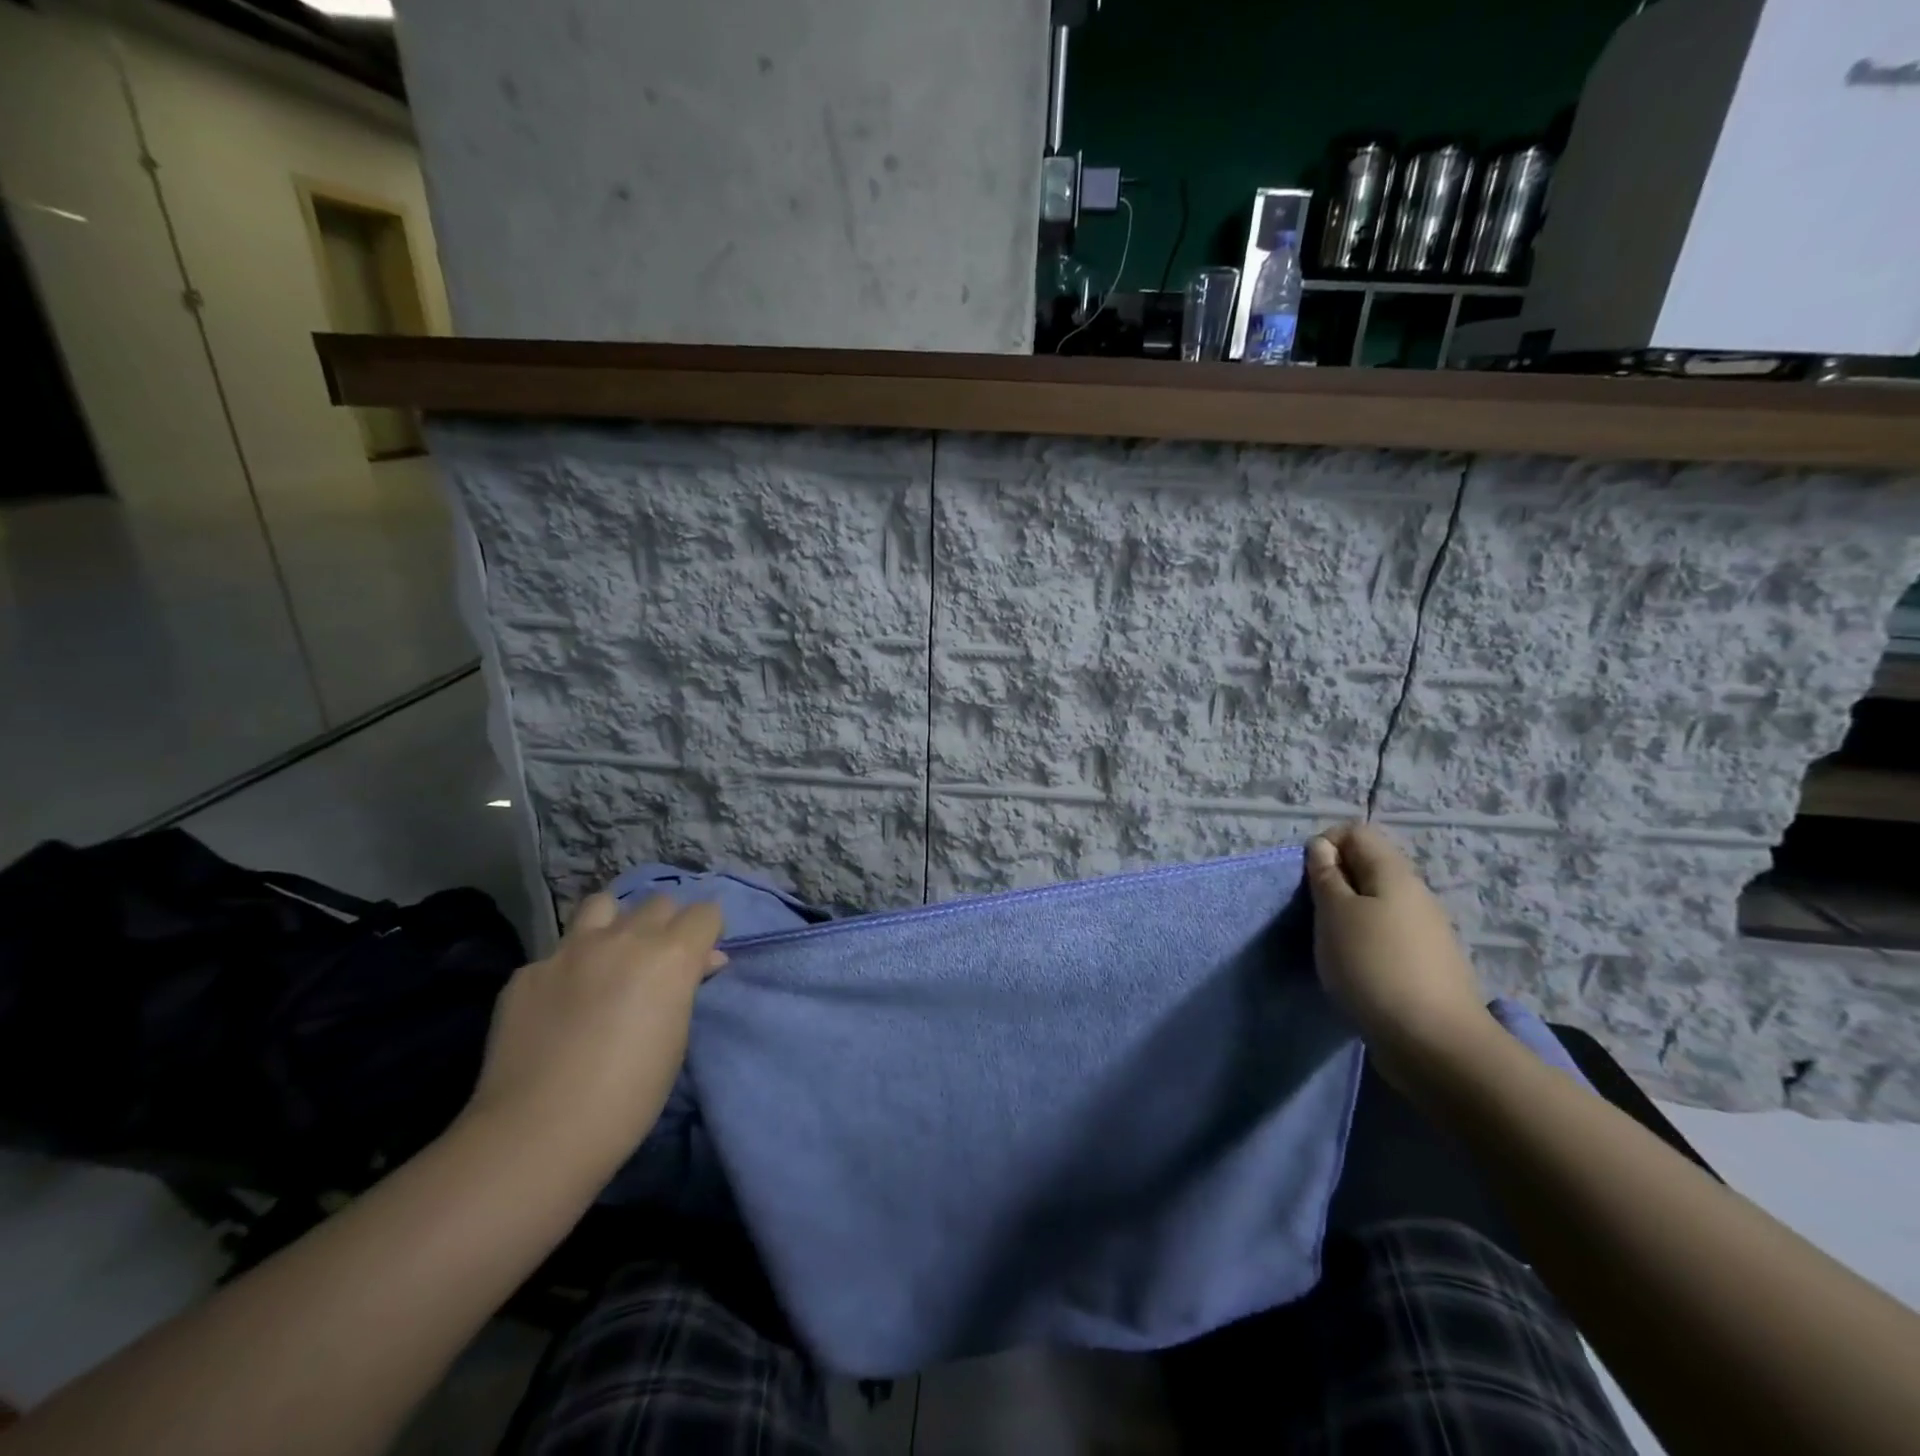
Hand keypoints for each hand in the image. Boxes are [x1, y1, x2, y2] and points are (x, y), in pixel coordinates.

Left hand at [462, 894, 726, 1174]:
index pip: (705, 912)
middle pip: (658, 902)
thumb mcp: (676, 1038)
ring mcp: (569, 950)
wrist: (537, 1134)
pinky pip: (557, 954)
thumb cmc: (629, 1096)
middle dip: (666, 925)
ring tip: (609, 957)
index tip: (702, 960)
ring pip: (603, 904)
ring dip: (615, 924)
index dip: (707, 933)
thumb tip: (700, 962)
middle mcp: (623, 939)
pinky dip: (567, 969)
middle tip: (658, 963)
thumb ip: (685, 987)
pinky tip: (559, 1006)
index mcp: (670, 955)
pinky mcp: (527, 972)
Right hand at [1305, 823, 1489, 1081]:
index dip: (1325, 845)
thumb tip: (1322, 847)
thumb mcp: (1334, 913)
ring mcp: (1425, 932)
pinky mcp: (1425, 965)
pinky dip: (1364, 944)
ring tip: (1330, 945)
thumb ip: (1325, 876)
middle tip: (1314, 914)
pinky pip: (1387, 936)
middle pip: (1367, 867)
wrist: (1434, 1044)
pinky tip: (1355, 971)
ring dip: (1347, 916)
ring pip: (1376, 904)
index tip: (1307, 880)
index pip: (1356, 832)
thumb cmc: (1373, 966)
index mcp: (1394, 874)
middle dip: (1334, 882)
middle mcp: (1415, 895)